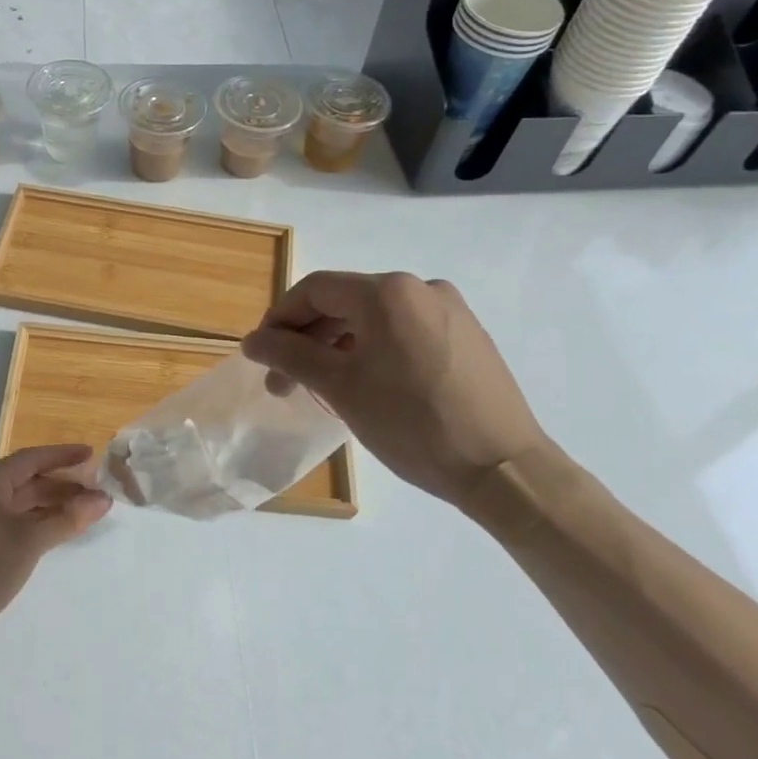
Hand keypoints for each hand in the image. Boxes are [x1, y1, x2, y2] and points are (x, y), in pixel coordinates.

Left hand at [0, 444, 110, 667]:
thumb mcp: (31, 540)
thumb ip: (68, 518)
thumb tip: (104, 499)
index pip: (31, 459)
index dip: (62, 456)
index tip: (91, 454)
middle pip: (26, 480)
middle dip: (61, 484)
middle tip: (95, 488)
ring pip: (20, 504)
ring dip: (51, 505)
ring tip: (84, 510)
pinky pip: (12, 522)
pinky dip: (36, 523)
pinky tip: (57, 531)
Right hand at [239, 271, 550, 507]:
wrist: (505, 470)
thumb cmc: (413, 424)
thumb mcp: (341, 388)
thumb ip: (290, 355)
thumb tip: (252, 341)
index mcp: (388, 291)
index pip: (315, 289)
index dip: (280, 318)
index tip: (262, 355)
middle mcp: (420, 287)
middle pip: (345, 301)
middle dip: (307, 337)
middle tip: (284, 381)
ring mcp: (449, 310)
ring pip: (374, 318)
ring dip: (339, 345)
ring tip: (322, 386)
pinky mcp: (467, 335)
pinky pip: (404, 331)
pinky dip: (374, 349)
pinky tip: (367, 383)